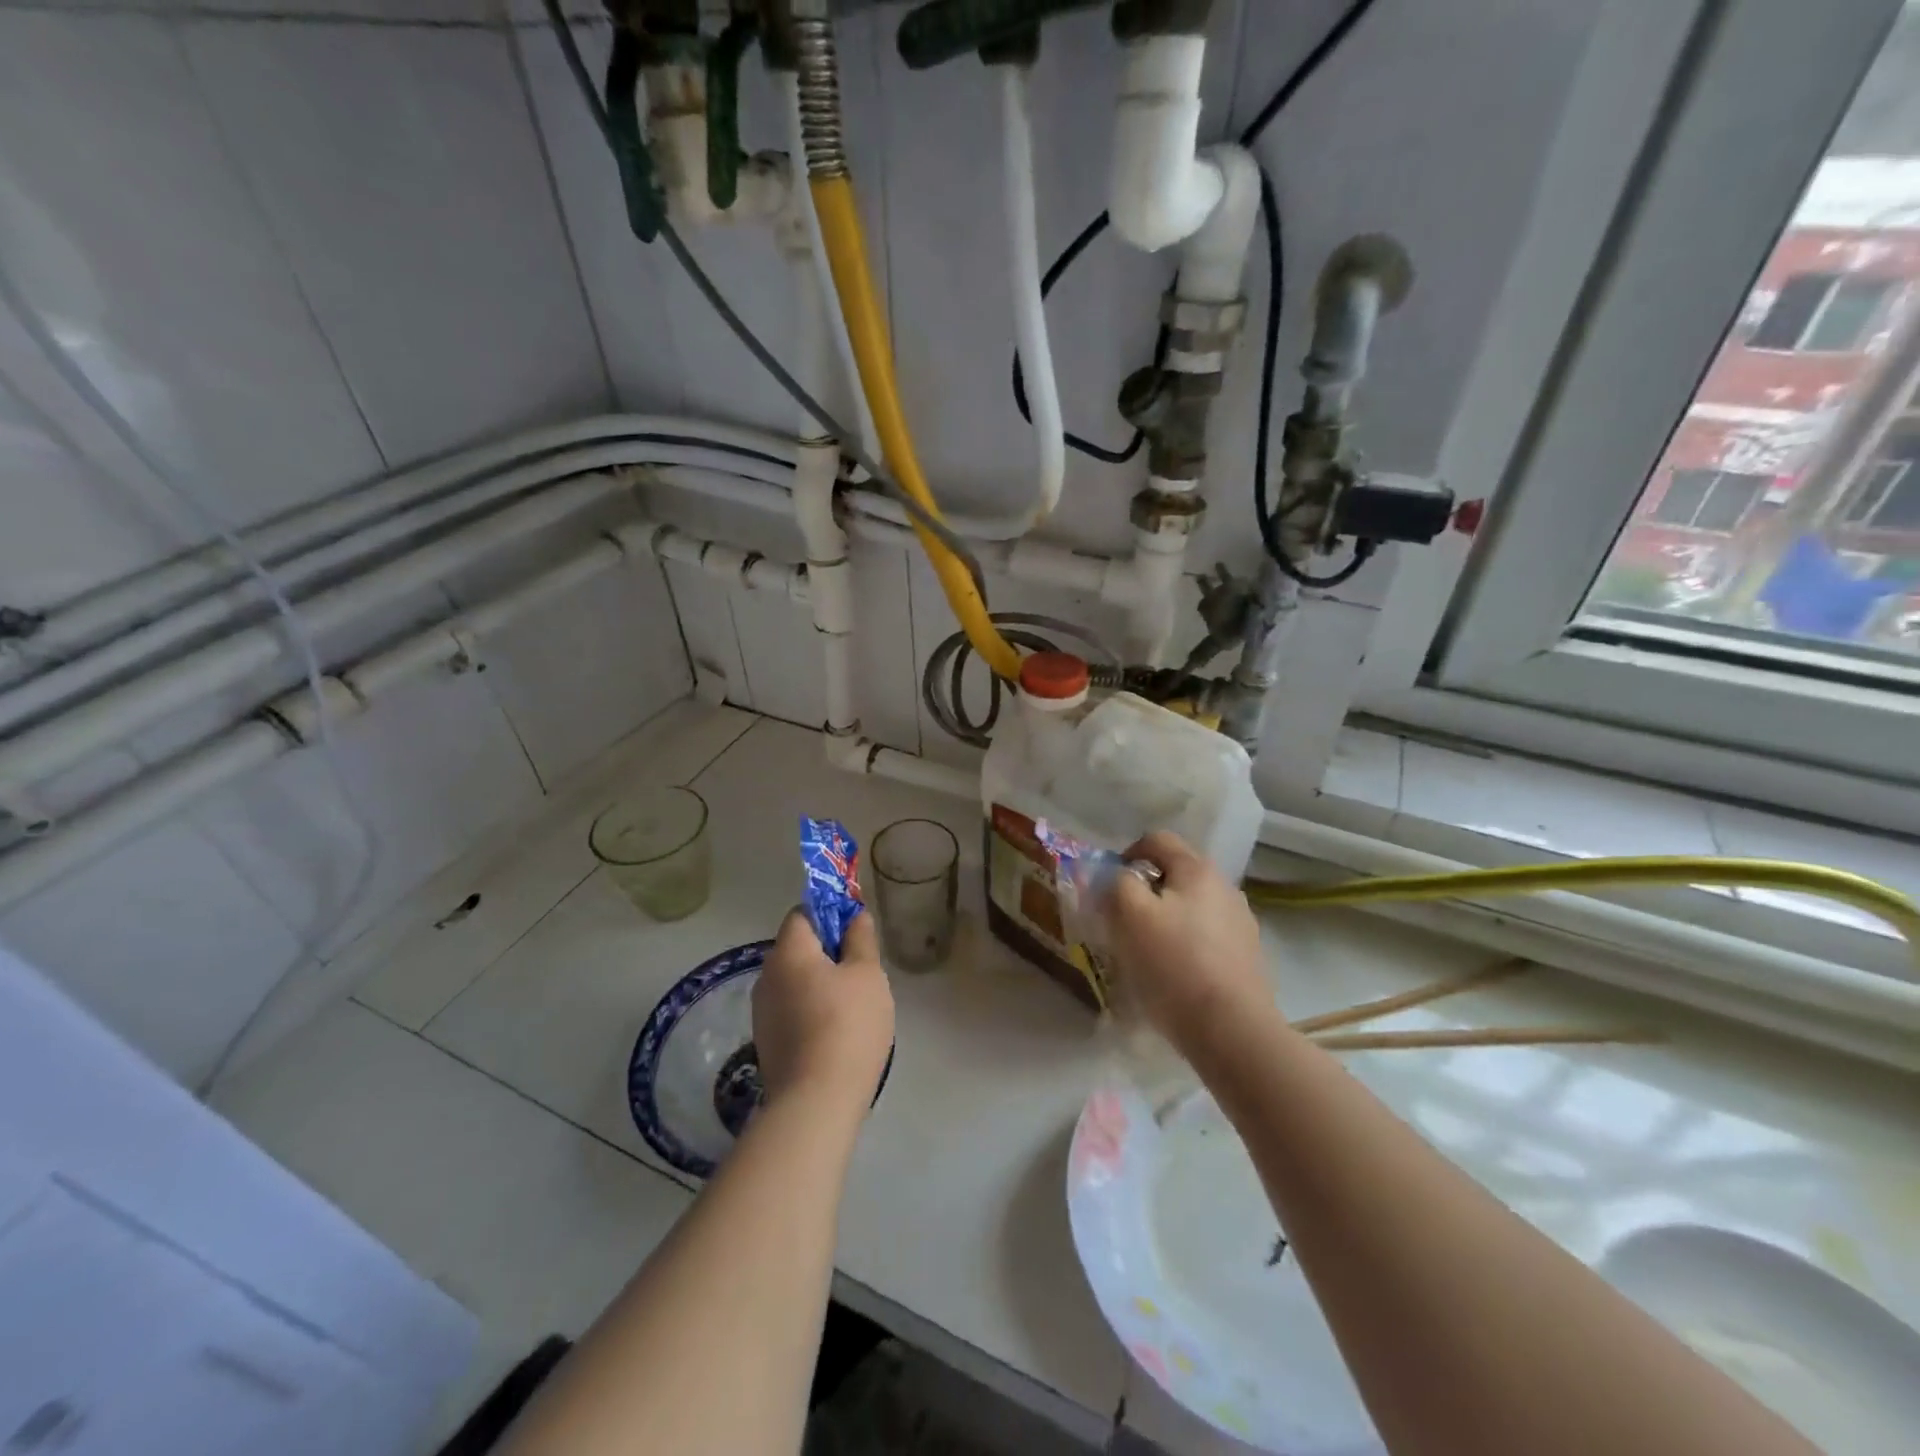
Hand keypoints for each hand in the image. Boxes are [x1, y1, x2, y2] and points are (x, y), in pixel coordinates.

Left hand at [753, 909, 894, 1114]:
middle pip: (797, 948)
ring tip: (853, 1006)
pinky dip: (811, 1011)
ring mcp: (762, 1012)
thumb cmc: (848, 1025)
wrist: (816, 1101)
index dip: (830, 915)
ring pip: (795, 982)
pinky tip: (836, 1032)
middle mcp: (766, 975)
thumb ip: (861, 939)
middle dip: (827, 952)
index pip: (803, 914)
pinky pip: (791, 1010)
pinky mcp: (766, 1042)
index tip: (856, 933)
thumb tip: (855, 916)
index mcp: (788, 951)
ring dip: (819, 984)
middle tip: (861, 971)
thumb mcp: (867, 975)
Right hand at [1108, 832, 1274, 1060]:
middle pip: (1176, 874)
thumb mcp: (1130, 915)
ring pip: (1192, 907)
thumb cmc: (1174, 965)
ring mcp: (1241, 924)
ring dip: (1167, 919)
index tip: (1110, 885)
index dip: (1127, 855)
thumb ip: (1117, 884)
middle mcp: (1225, 888)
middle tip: (1123, 920)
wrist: (1232, 1031)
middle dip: (1146, 891)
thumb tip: (1118, 877)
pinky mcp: (1247, 957)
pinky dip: (1187, 945)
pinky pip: (1207, 938)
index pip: (1157, 840)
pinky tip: (1175, 974)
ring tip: (1148, 951)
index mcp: (1197, 870)